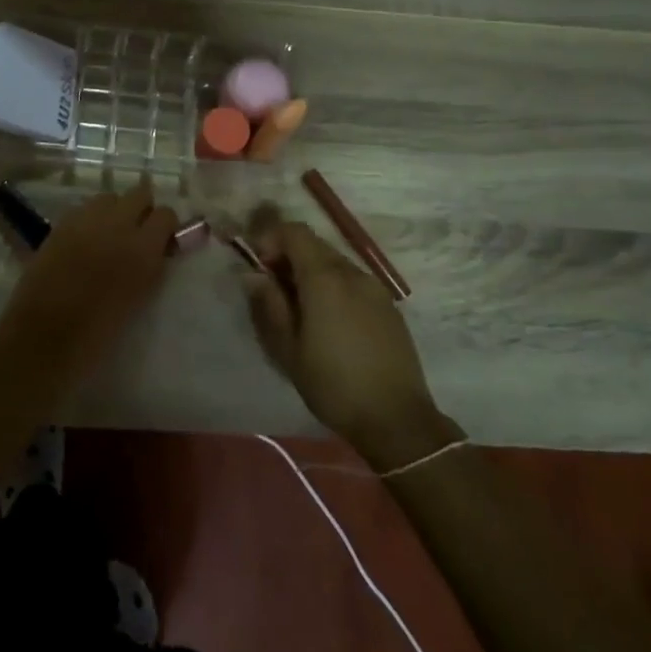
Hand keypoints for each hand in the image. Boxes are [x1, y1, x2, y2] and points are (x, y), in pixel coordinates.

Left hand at [0, 184, 179, 383]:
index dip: (164, 226)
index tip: (161, 240)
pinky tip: (82, 241)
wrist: (44, 337)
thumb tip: (156, 249)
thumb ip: (151, 266)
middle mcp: (117, 224)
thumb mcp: (139, 298)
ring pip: (109, 197)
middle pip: (139, 193)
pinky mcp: (60, 224)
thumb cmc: (99, 332)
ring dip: (113, 211)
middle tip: (135, 232)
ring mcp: (86, 220)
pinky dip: (88, 219)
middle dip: (141, 209)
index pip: (166, 214)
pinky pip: (83, 209)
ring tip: (106, 235)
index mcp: (143, 249)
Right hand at [243, 211, 454, 465]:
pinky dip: (334, 287)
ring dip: (311, 273)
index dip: (271, 238)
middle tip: (273, 290)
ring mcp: (376, 289)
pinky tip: (330, 323)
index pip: (295, 232)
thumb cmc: (333, 384)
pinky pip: (354, 282)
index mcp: (325, 278)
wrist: (397, 419)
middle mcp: (353, 273)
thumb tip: (253, 275)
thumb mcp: (288, 348)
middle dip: (289, 257)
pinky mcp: (389, 307)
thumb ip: (269, 304)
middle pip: (315, 245)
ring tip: (300, 310)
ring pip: (335, 263)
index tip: (258, 266)